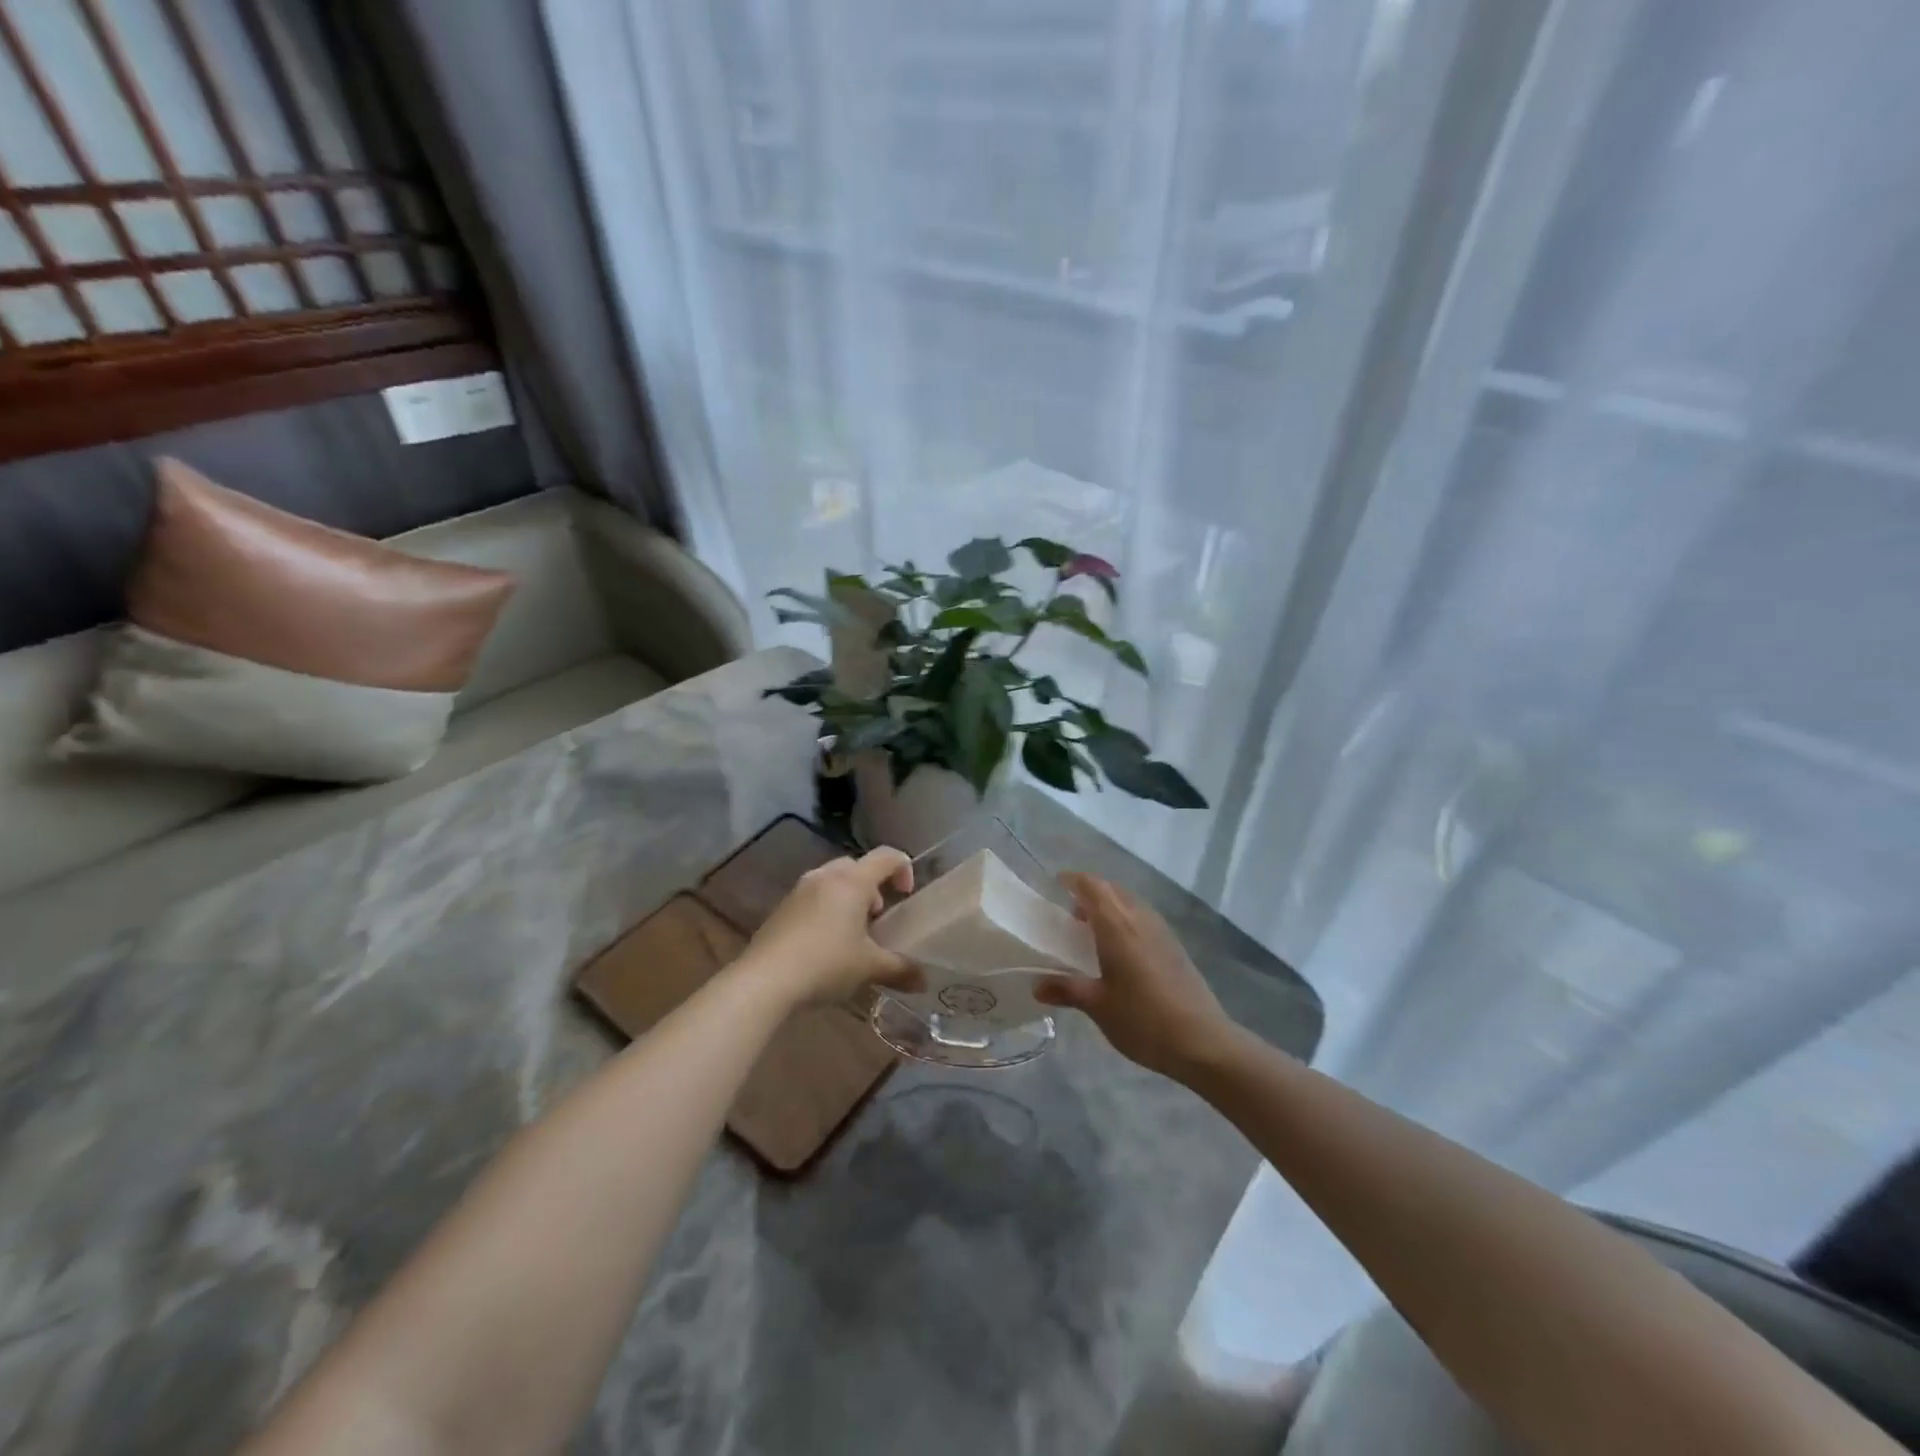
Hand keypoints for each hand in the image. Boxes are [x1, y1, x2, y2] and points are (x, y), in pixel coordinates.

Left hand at [740, 848, 923, 1007]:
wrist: (765, 981)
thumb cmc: (826, 964)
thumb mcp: (869, 968)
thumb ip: (900, 969)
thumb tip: (924, 981)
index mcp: (852, 881)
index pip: (887, 856)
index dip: (904, 869)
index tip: (906, 895)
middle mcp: (825, 876)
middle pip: (857, 867)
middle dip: (873, 887)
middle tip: (877, 918)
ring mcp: (799, 890)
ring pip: (833, 881)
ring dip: (848, 898)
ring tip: (852, 933)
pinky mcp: (781, 908)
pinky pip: (813, 897)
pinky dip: (827, 909)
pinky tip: (826, 944)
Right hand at [1035, 873, 1233, 1079]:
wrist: (1202, 1041)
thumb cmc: (1143, 1019)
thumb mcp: (1098, 1006)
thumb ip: (1066, 990)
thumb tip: (1036, 986)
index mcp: (1118, 926)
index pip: (1093, 887)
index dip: (1074, 880)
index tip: (1056, 883)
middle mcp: (1140, 919)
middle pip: (1113, 891)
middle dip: (1090, 893)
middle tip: (1069, 911)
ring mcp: (1162, 932)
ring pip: (1131, 904)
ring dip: (1110, 907)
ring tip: (1091, 930)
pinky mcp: (1175, 948)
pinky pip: (1143, 919)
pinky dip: (1126, 921)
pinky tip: (1119, 950)